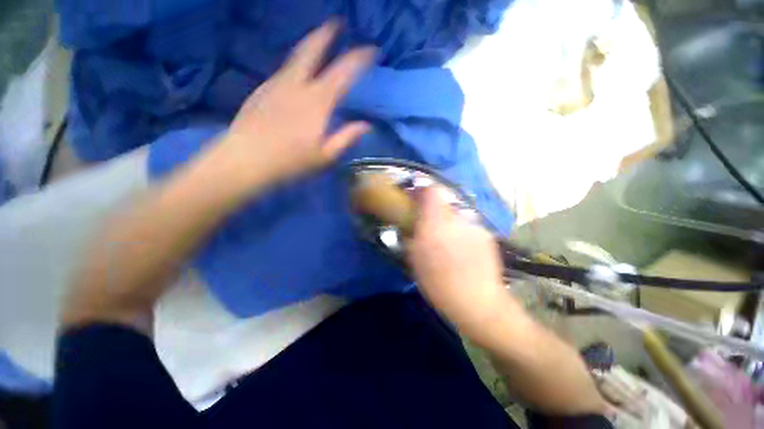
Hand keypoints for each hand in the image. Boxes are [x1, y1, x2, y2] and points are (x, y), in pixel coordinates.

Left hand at [216, 21, 375, 189]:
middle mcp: (296, 85)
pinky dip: (296, 65)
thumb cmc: (291, 162)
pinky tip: (298, 73)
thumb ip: (346, 138)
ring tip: (319, 40)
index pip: (343, 72)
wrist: (245, 160)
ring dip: (310, 45)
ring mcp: (276, 84)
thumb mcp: (325, 156)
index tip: (371, 49)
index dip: (359, 57)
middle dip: (327, 33)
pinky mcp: (262, 90)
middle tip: (336, 21)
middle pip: (312, 50)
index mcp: (317, 102)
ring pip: (296, 56)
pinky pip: (284, 71)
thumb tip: (366, 125)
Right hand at [407, 187, 510, 339]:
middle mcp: (457, 218)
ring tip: (448, 242)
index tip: (415, 198)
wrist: (478, 302)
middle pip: (444, 202)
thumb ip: (411, 234)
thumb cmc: (438, 283)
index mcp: (436, 223)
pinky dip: (462, 232)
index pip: (432, 190)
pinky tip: (463, 251)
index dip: (422, 190)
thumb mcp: (414, 259)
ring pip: (457, 215)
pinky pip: (469, 226)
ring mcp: (475, 225)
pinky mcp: (486, 234)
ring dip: (449, 223)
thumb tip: (410, 223)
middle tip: (429, 226)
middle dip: (434, 210)